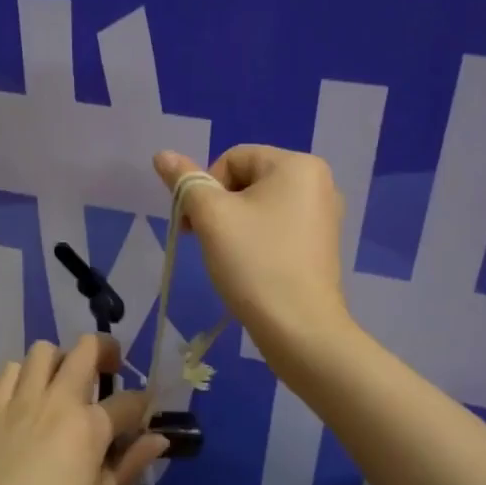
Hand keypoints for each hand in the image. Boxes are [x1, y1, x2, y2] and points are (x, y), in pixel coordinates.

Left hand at [0, 335, 167, 484]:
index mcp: (90, 426)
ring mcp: (21, 399)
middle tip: (109, 369)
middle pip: (87, 349)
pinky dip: (23, 374)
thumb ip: (131, 463)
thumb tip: (159, 439)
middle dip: (106, 351)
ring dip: (61, 359)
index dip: (143, 403)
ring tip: (62, 381)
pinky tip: (27, 396)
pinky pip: (10, 370)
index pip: (129, 401)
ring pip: (44, 350)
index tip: (143, 412)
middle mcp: (58, 400)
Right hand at [153, 145, 349, 346]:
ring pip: (260, 206)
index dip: (205, 188)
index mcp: (298, 165)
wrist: (300, 330)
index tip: (194, 225)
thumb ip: (185, 181)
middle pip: (247, 180)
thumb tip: (162, 154)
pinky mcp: (321, 245)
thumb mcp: (212, 217)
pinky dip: (256, 241)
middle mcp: (318, 182)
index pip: (232, 158)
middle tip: (205, 242)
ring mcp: (324, 215)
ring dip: (233, 225)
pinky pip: (277, 227)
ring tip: (227, 258)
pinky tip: (249, 268)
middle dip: (218, 208)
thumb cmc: (255, 264)